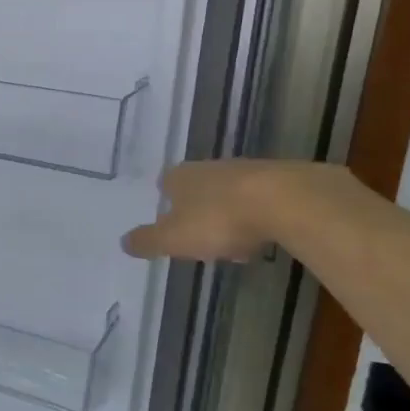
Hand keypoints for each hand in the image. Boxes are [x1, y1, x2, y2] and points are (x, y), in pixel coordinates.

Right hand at [122, 159, 340, 261]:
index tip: (172, 226)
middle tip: (203, 240)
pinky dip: (259, 216)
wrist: (286, 201)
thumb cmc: (219, 219)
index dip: (167, 206)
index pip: (166, 185)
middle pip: (199, 189)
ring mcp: (247, 170)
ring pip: (230, 194)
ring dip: (231, 216)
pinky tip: (265, 235)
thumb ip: (148, 241)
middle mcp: (210, 167)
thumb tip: (123, 242)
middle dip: (200, 212)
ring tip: (236, 244)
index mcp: (181, 176)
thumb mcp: (173, 239)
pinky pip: (261, 200)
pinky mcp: (281, 179)